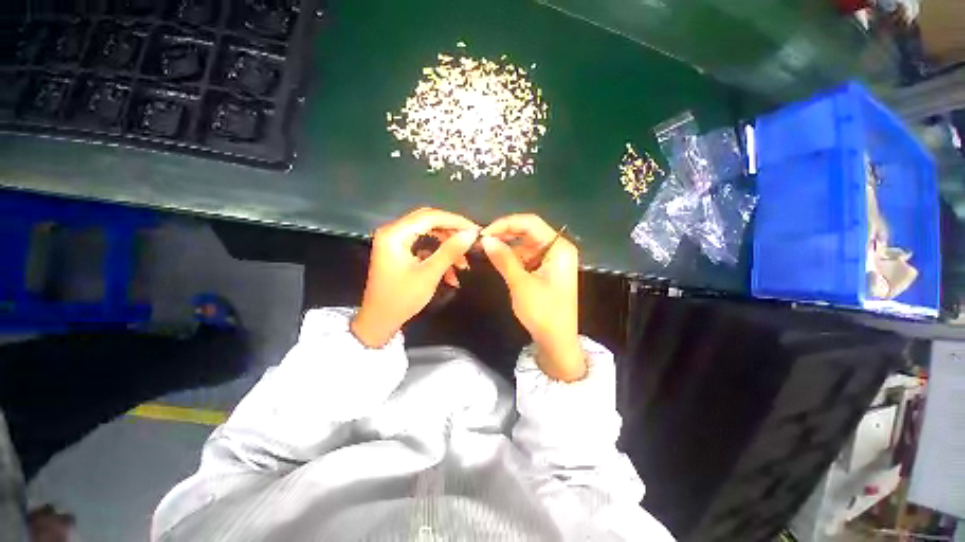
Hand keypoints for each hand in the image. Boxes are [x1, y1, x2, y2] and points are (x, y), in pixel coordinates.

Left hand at [351, 208, 479, 347]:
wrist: (380, 321)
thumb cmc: (402, 298)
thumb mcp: (429, 274)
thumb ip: (450, 251)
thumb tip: (471, 234)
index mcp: (395, 234)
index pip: (429, 216)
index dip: (455, 221)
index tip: (476, 230)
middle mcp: (393, 232)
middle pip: (429, 222)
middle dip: (452, 233)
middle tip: (471, 242)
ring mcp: (396, 242)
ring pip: (429, 235)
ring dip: (447, 247)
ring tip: (462, 265)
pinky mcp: (400, 252)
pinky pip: (424, 247)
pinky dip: (438, 257)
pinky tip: (450, 274)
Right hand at [481, 214, 585, 381]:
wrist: (556, 341)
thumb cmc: (543, 312)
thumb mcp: (520, 284)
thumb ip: (504, 258)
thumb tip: (485, 239)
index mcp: (559, 248)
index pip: (531, 223)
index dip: (505, 224)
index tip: (484, 233)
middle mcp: (558, 248)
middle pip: (529, 231)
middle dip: (505, 234)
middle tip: (482, 241)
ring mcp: (553, 259)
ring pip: (526, 243)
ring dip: (507, 245)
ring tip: (486, 249)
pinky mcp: (546, 269)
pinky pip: (527, 256)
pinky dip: (513, 256)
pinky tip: (498, 259)